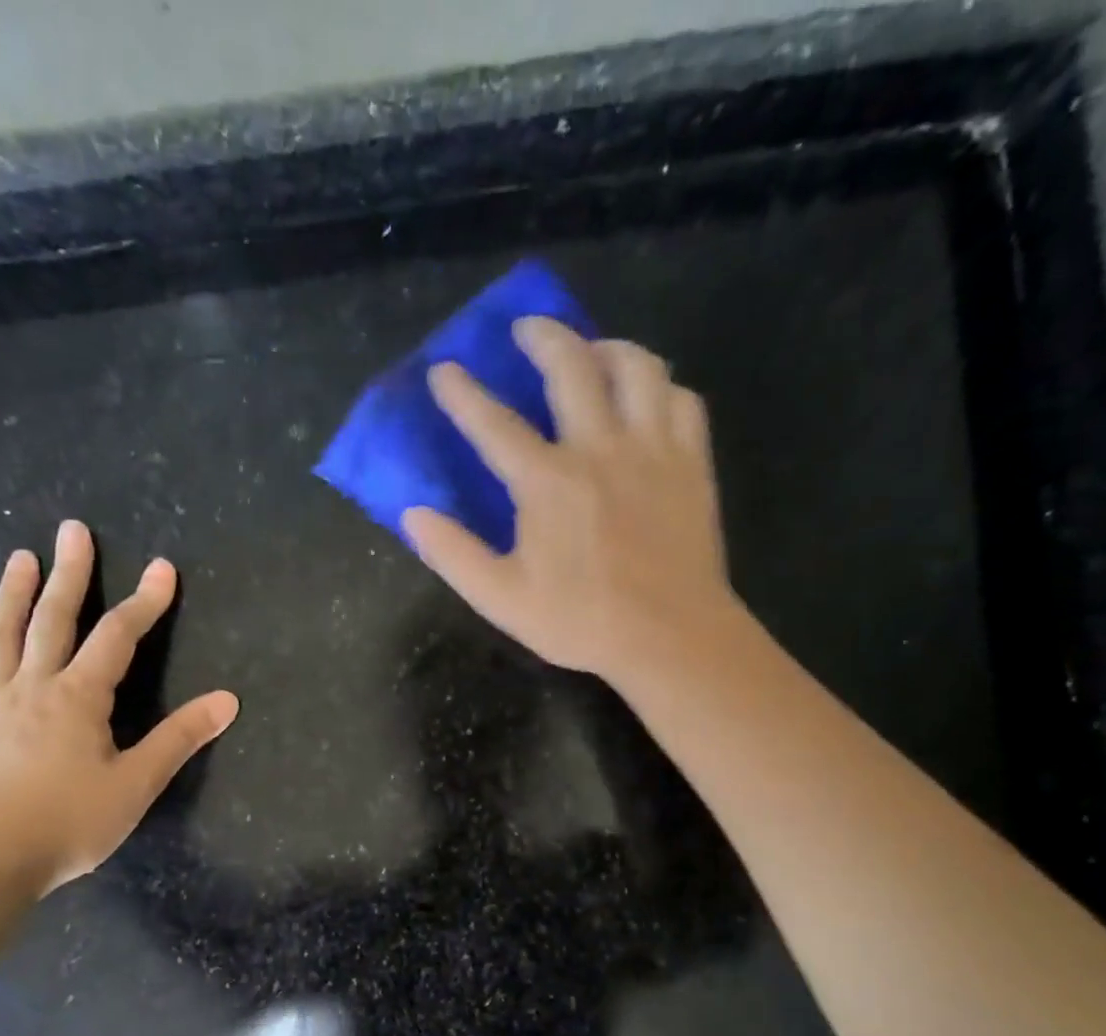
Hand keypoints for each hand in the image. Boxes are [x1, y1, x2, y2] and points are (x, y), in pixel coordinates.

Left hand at [0, 520, 237, 896]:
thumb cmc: (71, 822)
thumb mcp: (138, 783)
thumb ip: (180, 738)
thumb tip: (227, 700)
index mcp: (78, 698)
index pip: (118, 637)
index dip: (144, 602)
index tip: (163, 569)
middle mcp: (34, 688)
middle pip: (52, 620)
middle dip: (68, 574)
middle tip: (72, 531)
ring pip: (1, 639)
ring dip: (11, 596)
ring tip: (19, 559)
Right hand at [403, 317, 739, 682]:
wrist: (670, 637)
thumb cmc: (582, 621)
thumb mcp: (502, 599)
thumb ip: (454, 554)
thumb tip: (413, 514)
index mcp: (547, 482)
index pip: (494, 423)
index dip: (463, 393)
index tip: (444, 370)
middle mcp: (600, 448)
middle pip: (571, 366)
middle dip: (542, 336)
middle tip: (526, 329)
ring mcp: (653, 449)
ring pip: (637, 366)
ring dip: (608, 347)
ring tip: (593, 350)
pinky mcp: (692, 463)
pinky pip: (681, 399)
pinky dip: (660, 387)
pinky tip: (648, 397)